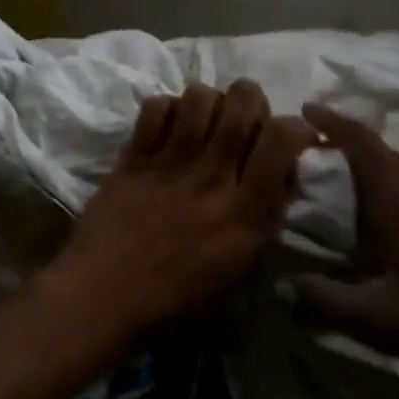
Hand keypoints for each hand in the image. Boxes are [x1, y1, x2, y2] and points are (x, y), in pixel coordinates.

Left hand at [39, 80, 313, 341]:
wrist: (103, 299)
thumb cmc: (176, 302)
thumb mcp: (240, 274)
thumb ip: (265, 221)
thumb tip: (280, 178)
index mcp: (245, 210)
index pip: (282, 138)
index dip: (295, 126)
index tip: (293, 135)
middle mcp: (212, 175)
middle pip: (243, 101)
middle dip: (252, 100)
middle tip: (245, 120)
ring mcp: (169, 162)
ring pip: (199, 96)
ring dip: (210, 101)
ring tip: (205, 120)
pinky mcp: (133, 157)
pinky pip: (156, 107)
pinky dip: (168, 108)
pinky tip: (168, 128)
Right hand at [293, 104, 398, 384]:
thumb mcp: (381, 320)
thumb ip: (326, 301)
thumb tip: (282, 287)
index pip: (359, 140)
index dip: (331, 120)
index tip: (306, 108)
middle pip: (379, 154)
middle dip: (346, 153)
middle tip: (314, 168)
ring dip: (376, 176)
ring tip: (350, 199)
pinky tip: (396, 224)